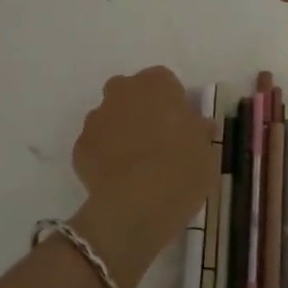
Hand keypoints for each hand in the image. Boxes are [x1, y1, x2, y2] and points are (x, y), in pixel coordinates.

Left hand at [69, 67, 213, 287]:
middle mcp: (122, 91)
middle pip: (131, 94)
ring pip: (110, 118)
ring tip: (137, 166)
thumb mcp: (207, 151)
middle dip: (141, 111)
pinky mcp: (80, 147)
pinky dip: (104, 157)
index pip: (165, 82)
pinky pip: (96, 146)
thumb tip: (198, 126)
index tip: (181, 128)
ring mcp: (96, 118)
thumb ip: (199, 131)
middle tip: (158, 142)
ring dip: (120, 132)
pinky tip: (118, 180)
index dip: (173, 104)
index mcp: (156, 83)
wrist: (137, 204)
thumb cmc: (181, 169)